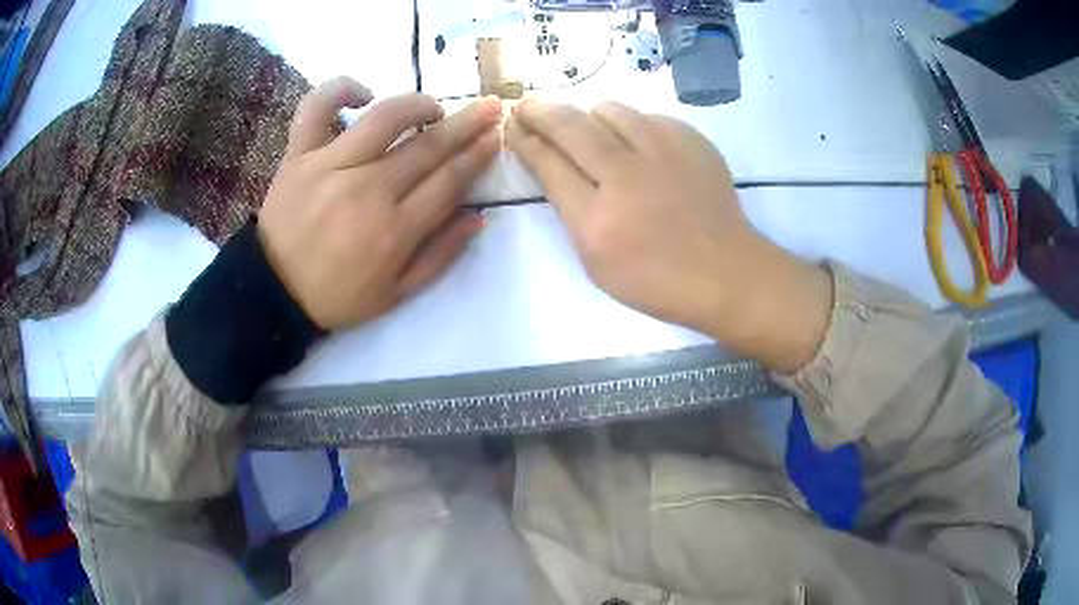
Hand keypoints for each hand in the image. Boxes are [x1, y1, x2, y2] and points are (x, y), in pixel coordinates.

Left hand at [257, 78, 501, 329]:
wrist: (273, 293)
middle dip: (466, 124)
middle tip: (490, 107)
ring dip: (418, 104)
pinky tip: (362, 93)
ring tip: (434, 107)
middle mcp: (367, 190)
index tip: (495, 137)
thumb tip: (478, 217)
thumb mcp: (396, 295)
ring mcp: (330, 166)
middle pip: (427, 147)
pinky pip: (317, 108)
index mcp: (394, 231)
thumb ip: (440, 256)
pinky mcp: (299, 155)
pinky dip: (339, 90)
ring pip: (384, 118)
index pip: (449, 181)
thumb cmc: (337, 296)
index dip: (477, 156)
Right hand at [506, 100, 830, 371]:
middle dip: (539, 111)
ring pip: (609, 111)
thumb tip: (553, 163)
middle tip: (527, 107)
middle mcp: (626, 177)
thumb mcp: (597, 263)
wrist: (726, 272)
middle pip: (570, 125)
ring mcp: (663, 153)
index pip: (547, 163)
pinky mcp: (691, 141)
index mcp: (597, 220)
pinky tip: (636, 145)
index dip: (524, 139)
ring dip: (588, 116)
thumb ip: (570, 211)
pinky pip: (647, 117)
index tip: (513, 126)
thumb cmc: (657, 279)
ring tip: (588, 130)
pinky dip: (631, 126)